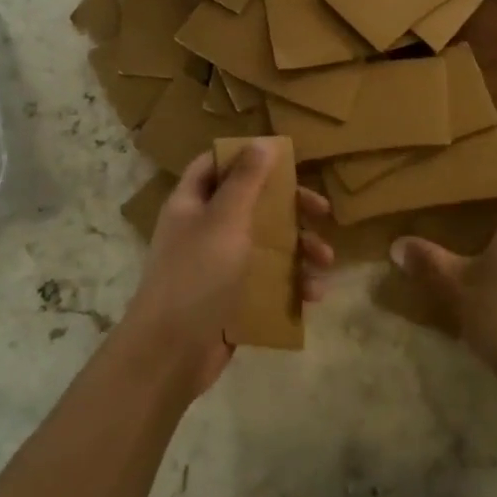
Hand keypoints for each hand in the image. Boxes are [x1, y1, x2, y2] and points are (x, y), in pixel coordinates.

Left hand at [123, 144, 335, 398]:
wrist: (170, 354)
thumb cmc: (196, 275)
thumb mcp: (225, 220)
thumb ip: (246, 180)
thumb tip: (262, 142)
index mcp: (192, 204)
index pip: (216, 165)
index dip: (246, 158)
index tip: (285, 160)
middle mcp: (204, 230)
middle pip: (252, 205)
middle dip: (290, 209)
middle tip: (323, 212)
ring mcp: (218, 267)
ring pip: (266, 246)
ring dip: (299, 250)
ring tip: (326, 262)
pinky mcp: (232, 300)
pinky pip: (267, 282)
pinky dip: (291, 284)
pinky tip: (314, 294)